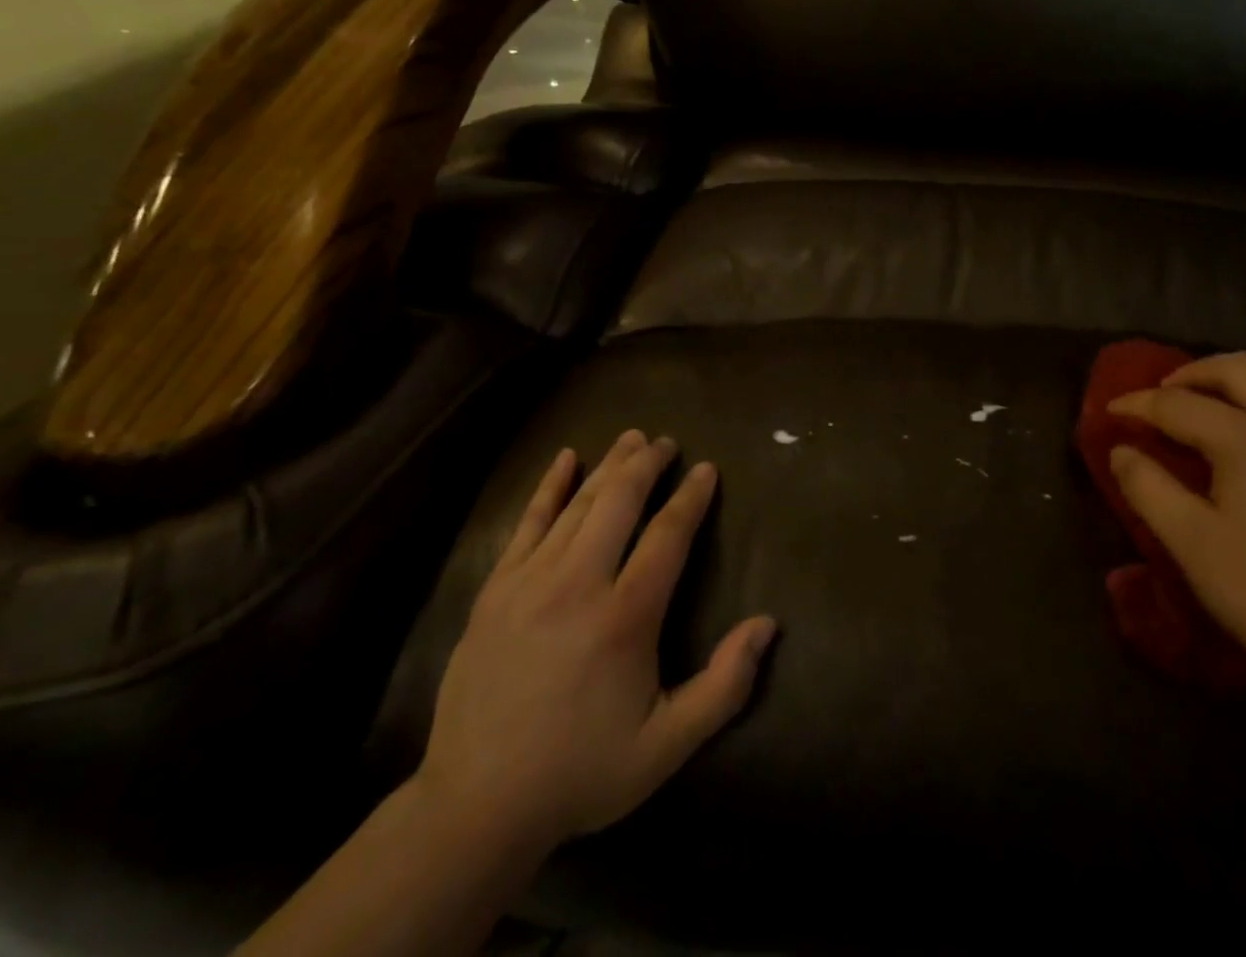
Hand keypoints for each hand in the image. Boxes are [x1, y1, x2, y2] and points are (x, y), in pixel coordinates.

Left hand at [414, 430, 776, 854]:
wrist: (478, 805)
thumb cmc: (581, 771)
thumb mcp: (667, 745)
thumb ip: (724, 685)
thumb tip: (767, 624)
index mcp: (626, 616)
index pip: (668, 534)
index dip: (691, 497)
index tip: (707, 469)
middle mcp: (579, 583)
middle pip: (620, 501)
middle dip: (648, 465)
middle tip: (667, 443)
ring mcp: (531, 581)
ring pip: (578, 503)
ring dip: (609, 465)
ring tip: (631, 440)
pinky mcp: (496, 588)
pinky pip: (527, 521)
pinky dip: (549, 486)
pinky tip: (566, 458)